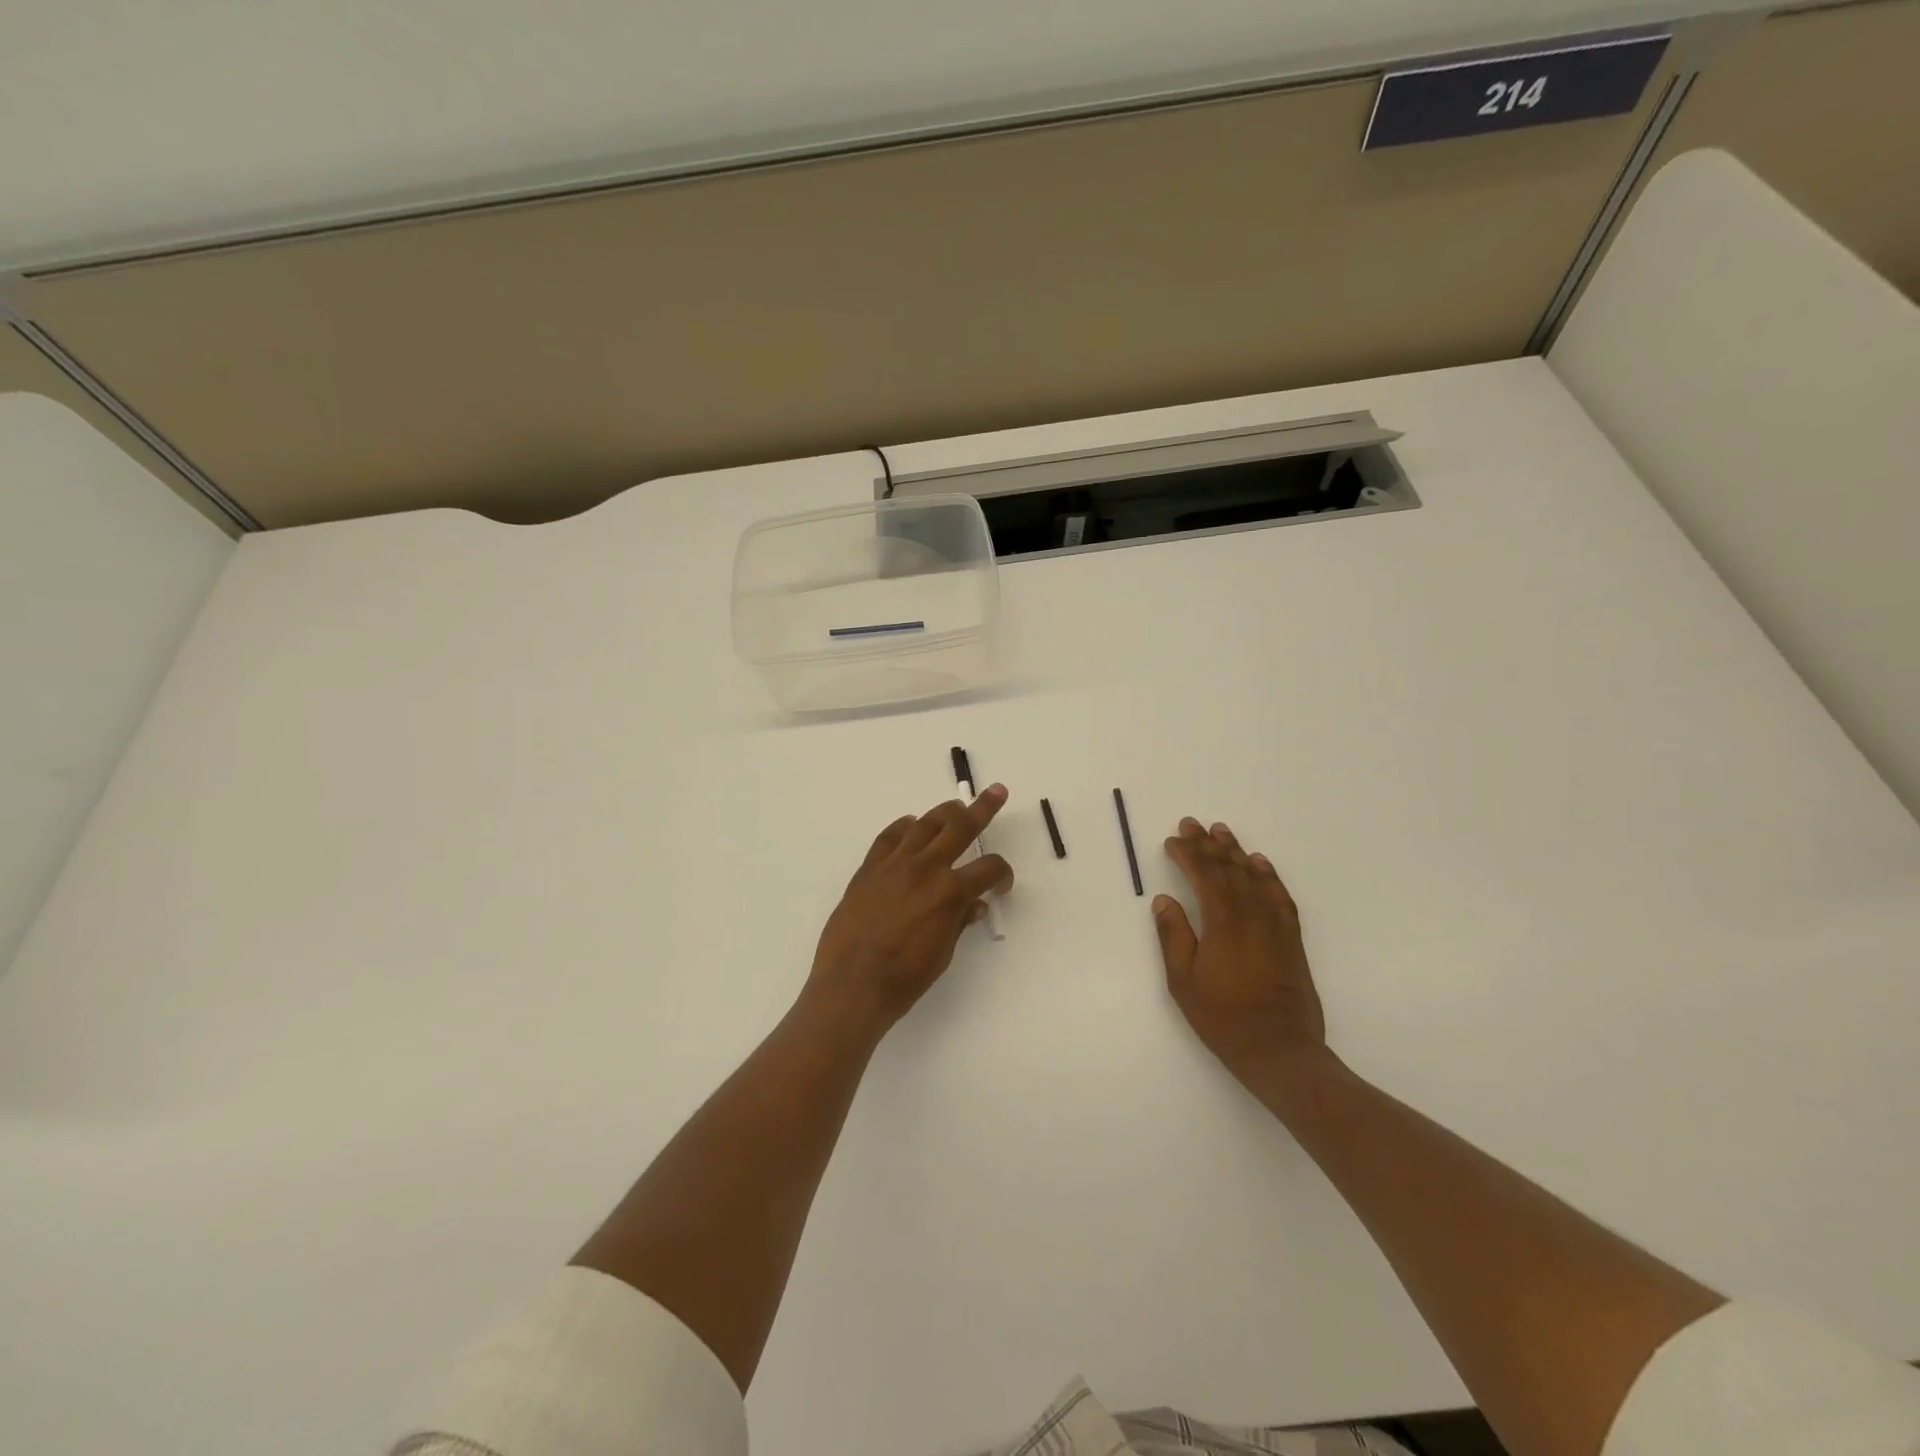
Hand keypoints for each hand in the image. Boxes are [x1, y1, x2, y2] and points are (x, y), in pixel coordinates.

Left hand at [808, 786, 1013, 1034]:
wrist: (852, 985)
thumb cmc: (905, 978)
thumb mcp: (942, 953)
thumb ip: (958, 921)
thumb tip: (973, 906)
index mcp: (950, 892)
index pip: (988, 868)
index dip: (1002, 874)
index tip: (1001, 885)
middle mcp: (925, 868)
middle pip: (960, 826)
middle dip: (983, 808)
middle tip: (997, 792)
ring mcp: (894, 864)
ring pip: (924, 824)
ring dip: (944, 814)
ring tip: (955, 809)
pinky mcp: (868, 869)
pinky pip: (889, 837)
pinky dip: (903, 828)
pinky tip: (910, 827)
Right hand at [1154, 817, 1328, 1093]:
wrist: (1280, 1049)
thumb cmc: (1223, 1017)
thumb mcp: (1183, 981)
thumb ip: (1173, 936)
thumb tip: (1164, 900)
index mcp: (1222, 922)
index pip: (1203, 875)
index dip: (1187, 854)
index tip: (1173, 840)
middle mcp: (1251, 914)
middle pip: (1228, 868)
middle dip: (1207, 844)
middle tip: (1192, 823)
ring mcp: (1274, 924)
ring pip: (1254, 876)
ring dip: (1236, 851)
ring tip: (1222, 831)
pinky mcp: (1291, 937)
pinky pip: (1279, 895)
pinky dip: (1268, 875)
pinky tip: (1260, 863)